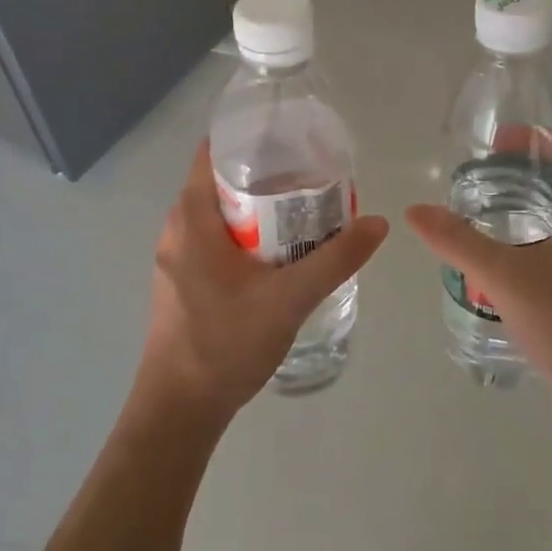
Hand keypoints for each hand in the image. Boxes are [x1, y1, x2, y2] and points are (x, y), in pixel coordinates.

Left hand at [139, 141, 388, 426]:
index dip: (249, 140)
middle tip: (309, 179)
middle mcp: (176, 229)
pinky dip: (242, 236)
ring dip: (255, 211)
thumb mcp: (289, 298)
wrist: (178, 410)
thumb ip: (336, 259)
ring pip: (217, 216)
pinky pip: (212, 241)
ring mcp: (174, 258)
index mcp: (192, 218)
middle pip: (219, 183)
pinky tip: (276, 256)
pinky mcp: (180, 282)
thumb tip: (377, 223)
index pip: (212, 153)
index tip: (290, 141)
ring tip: (300, 214)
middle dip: (263, 177)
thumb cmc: (225, 343)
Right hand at [404, 135, 551, 420]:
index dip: (535, 137)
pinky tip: (512, 249)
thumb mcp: (504, 276)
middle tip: (484, 173)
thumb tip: (414, 211)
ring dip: (536, 197)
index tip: (495, 146)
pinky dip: (544, 226)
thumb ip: (457, 239)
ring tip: (490, 205)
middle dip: (528, 167)